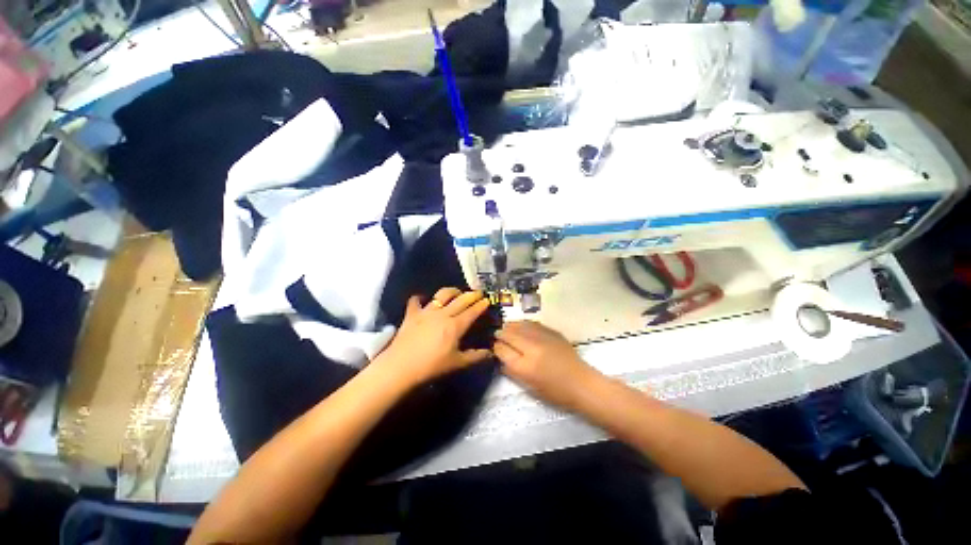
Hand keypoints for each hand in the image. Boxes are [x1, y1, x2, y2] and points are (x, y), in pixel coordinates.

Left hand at [375, 288, 491, 387]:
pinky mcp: (411, 314)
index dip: (481, 305)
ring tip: (457, 292)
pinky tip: (423, 299)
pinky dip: (420, 298)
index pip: (472, 311)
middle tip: (478, 292)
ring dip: (452, 291)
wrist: (400, 367)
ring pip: (442, 295)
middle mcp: (443, 314)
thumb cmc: (431, 366)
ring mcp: (426, 311)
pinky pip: (416, 301)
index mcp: (455, 325)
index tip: (487, 300)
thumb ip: (475, 357)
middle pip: (460, 300)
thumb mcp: (457, 363)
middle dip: (472, 294)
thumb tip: (490, 352)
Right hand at [493, 321, 599, 408]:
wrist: (581, 383)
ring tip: (506, 327)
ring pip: (520, 325)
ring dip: (510, 326)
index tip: (494, 346)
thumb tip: (501, 356)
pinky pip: (532, 323)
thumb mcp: (528, 386)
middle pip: (509, 334)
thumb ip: (511, 370)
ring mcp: (542, 337)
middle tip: (497, 334)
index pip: (502, 349)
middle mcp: (531, 348)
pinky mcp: (552, 332)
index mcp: (525, 366)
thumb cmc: (555, 392)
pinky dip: (523, 324)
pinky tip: (521, 325)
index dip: (496, 347)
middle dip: (501, 334)